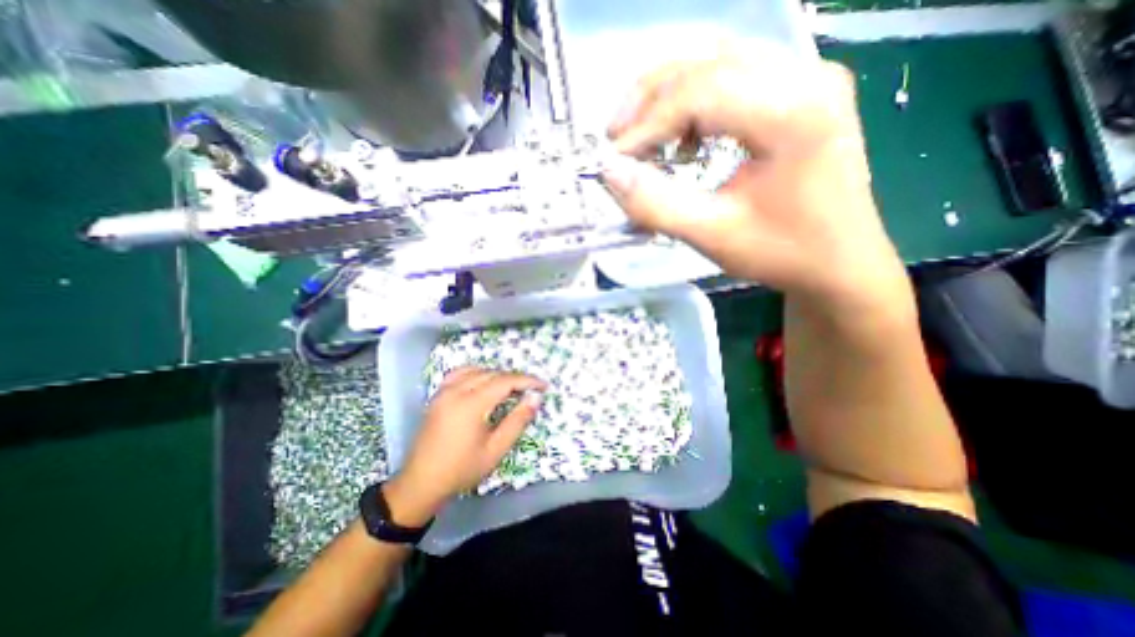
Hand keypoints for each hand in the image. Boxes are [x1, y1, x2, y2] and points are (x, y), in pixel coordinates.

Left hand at [382, 365, 547, 524]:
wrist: (421, 483)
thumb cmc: (462, 469)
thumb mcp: (496, 449)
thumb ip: (517, 421)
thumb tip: (535, 398)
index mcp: (471, 404)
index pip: (505, 382)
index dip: (526, 381)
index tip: (543, 386)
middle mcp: (456, 391)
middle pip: (492, 374)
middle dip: (514, 378)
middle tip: (530, 389)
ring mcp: (443, 392)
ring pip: (476, 371)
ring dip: (496, 375)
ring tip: (511, 386)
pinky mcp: (437, 396)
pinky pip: (459, 374)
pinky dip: (476, 373)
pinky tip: (483, 381)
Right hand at [607, 43, 909, 315]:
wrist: (839, 263)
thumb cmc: (781, 253)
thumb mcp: (711, 236)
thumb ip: (655, 205)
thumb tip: (610, 173)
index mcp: (792, 112)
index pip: (699, 91)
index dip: (645, 124)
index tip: (614, 160)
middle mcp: (806, 75)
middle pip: (707, 59)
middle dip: (649, 98)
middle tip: (617, 138)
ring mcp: (808, 76)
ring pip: (717, 59)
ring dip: (668, 95)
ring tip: (642, 137)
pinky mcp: (801, 91)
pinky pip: (734, 75)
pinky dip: (694, 101)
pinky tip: (685, 139)